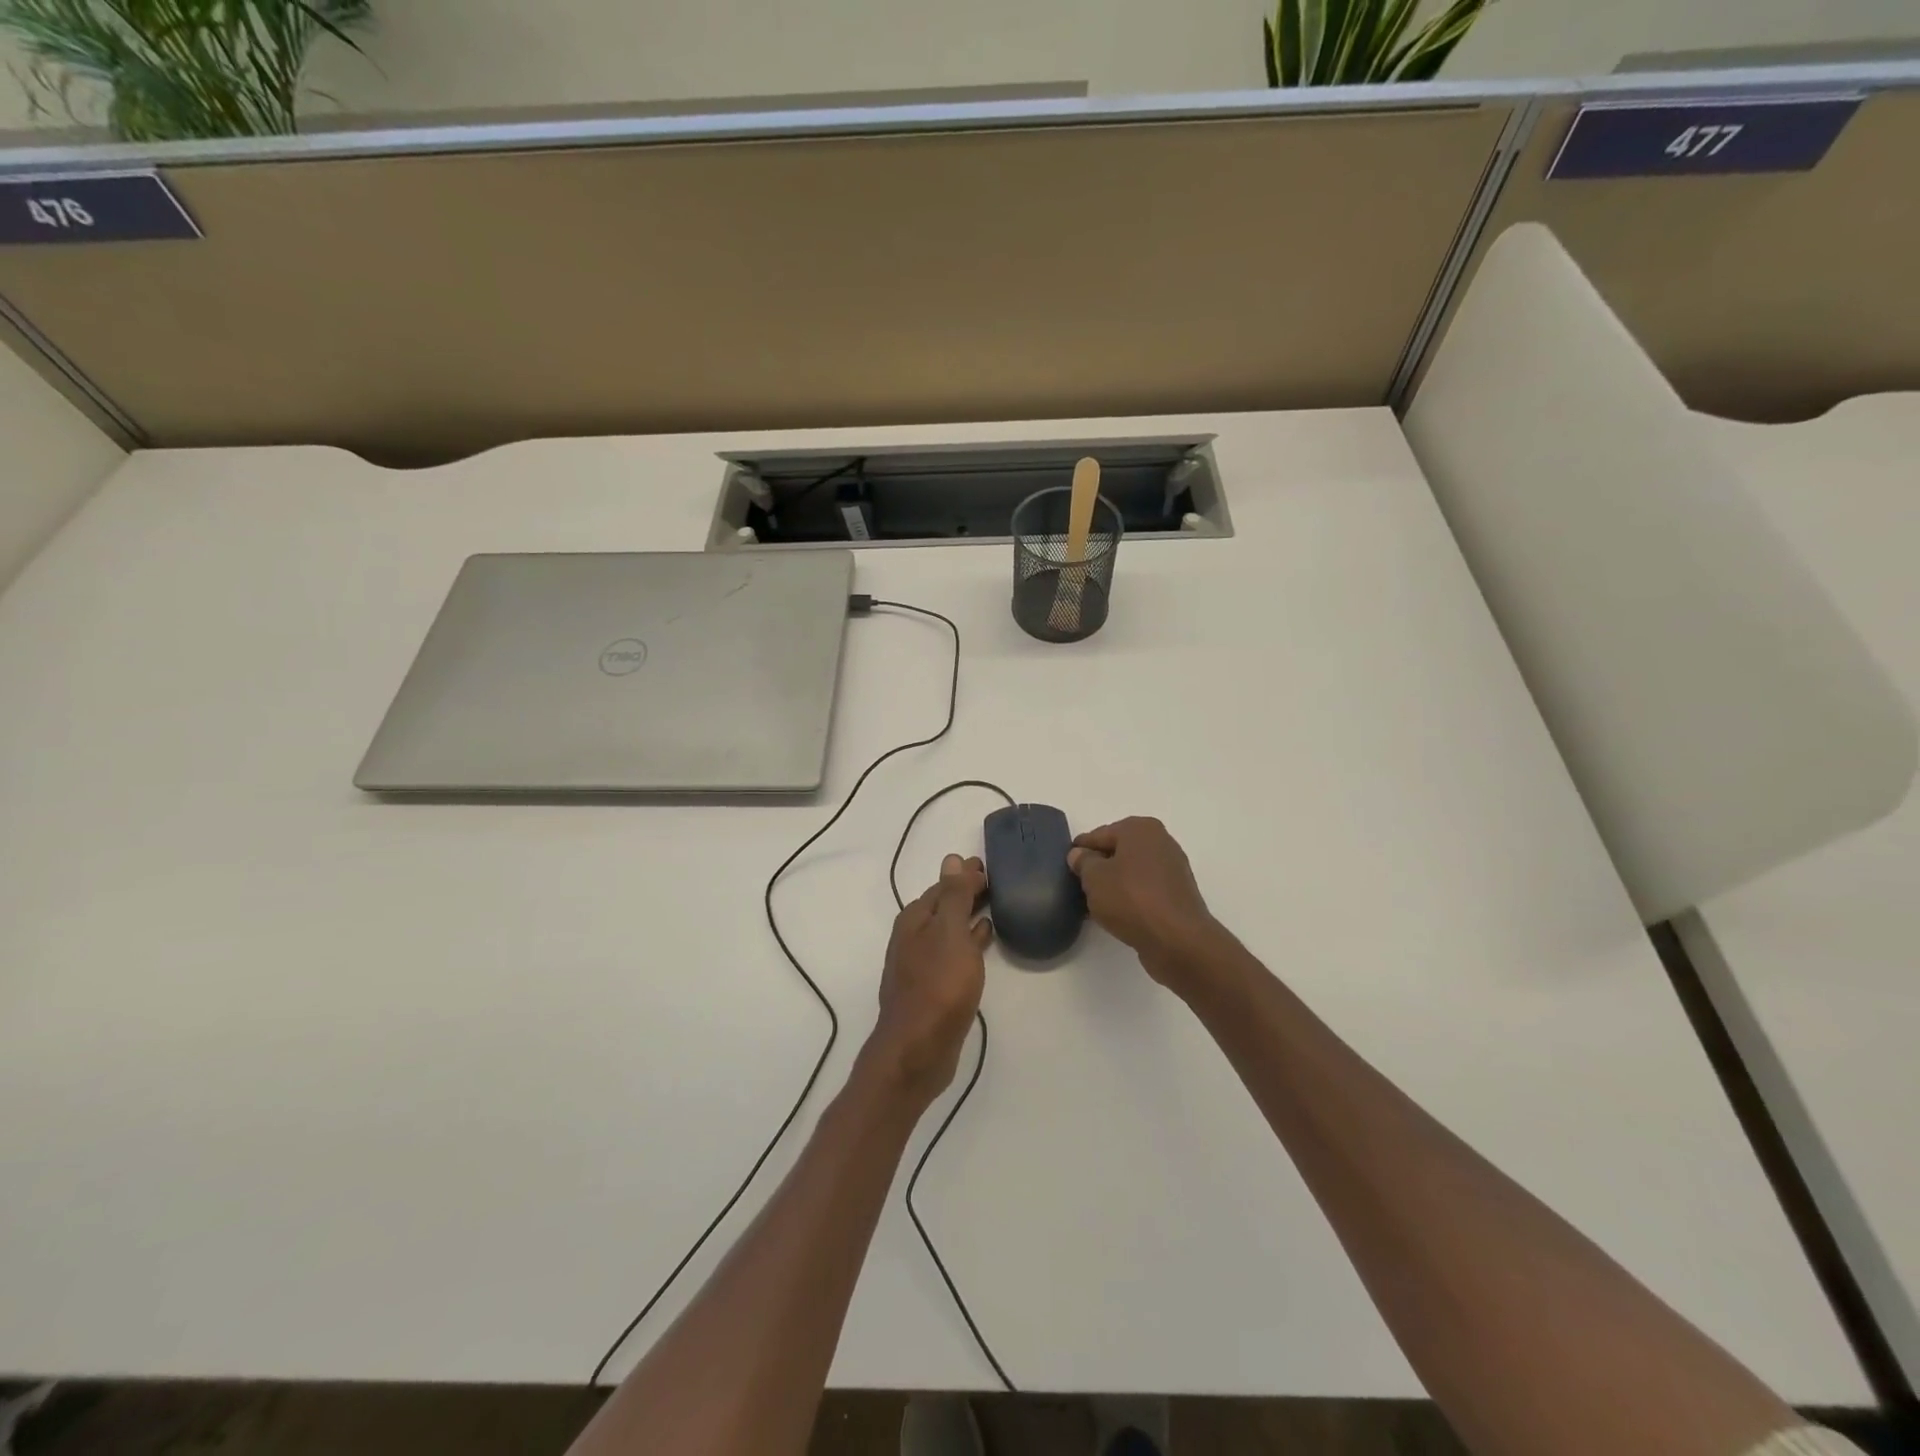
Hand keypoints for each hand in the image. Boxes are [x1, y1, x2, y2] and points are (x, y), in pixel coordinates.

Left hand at [868, 854, 991, 1105]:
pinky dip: (969, 941)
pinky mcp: (932, 987)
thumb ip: (954, 896)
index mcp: (915, 919)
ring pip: (949, 929)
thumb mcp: (950, 933)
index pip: (943, 885)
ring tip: (994, 907)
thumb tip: (952, 858)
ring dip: (968, 916)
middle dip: (966, 892)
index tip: (988, 866)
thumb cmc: (938, 985)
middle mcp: (913, 937)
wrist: (918, 1049)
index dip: (964, 875)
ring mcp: (921, 963)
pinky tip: (984, 942)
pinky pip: (953, 953)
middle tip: (994, 882)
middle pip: (943, 906)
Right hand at [1068, 818, 1222, 992]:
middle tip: (1078, 885)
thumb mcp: (1094, 878)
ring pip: (1131, 872)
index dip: (1080, 850)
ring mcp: (1172, 869)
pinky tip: (1117, 914)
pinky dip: (1130, 898)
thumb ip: (1083, 862)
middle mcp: (1160, 842)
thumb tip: (1080, 854)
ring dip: (1114, 884)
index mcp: (1140, 829)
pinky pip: (1145, 890)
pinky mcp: (1177, 895)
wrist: (1177, 940)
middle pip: (1117, 851)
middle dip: (1098, 867)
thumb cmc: (1131, 899)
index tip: (1065, 866)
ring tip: (1094, 904)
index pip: (1099, 835)